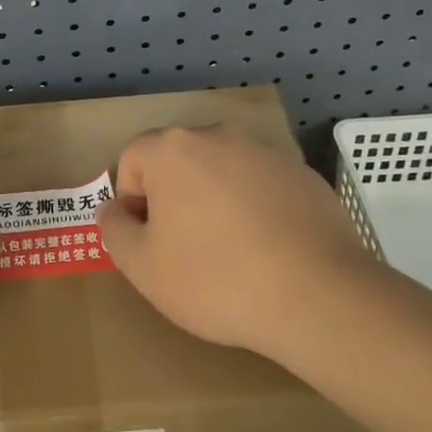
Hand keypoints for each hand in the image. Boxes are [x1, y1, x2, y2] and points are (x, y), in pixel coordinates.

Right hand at [97, 126, 371, 362]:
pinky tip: (268, 251)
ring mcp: (264, 151)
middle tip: (186, 249)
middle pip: (178, 161)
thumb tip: (116, 209)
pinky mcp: (301, 173)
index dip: (132, 202)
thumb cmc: (215, 279)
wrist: (317, 295)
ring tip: (230, 254)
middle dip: (173, 198)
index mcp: (173, 149)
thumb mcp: (143, 267)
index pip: (132, 160)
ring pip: (221, 171)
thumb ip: (114, 230)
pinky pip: (260, 185)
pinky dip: (255, 208)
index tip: (151, 242)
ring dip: (214, 201)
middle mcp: (218, 136)